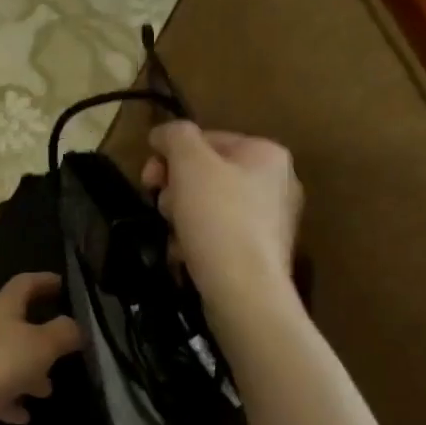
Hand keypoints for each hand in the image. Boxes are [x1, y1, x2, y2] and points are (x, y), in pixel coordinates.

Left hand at [0, 273, 83, 424]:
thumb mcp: (40, 345)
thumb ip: (63, 333)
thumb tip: (77, 325)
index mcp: (4, 307)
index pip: (26, 283)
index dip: (45, 280)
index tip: (64, 284)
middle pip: (16, 323)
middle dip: (41, 335)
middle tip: (64, 347)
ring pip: (5, 358)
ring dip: (27, 372)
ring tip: (47, 389)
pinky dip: (8, 398)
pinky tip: (23, 415)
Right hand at [141, 121, 302, 312]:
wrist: (244, 290)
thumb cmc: (218, 218)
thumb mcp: (190, 163)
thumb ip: (175, 136)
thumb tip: (163, 133)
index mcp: (266, 154)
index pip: (207, 139)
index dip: (170, 155)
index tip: (148, 179)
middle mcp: (277, 183)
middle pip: (207, 174)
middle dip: (176, 189)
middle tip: (162, 207)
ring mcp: (271, 221)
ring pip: (209, 206)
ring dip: (182, 217)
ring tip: (174, 236)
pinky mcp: (260, 254)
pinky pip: (218, 236)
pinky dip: (197, 242)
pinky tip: (184, 255)